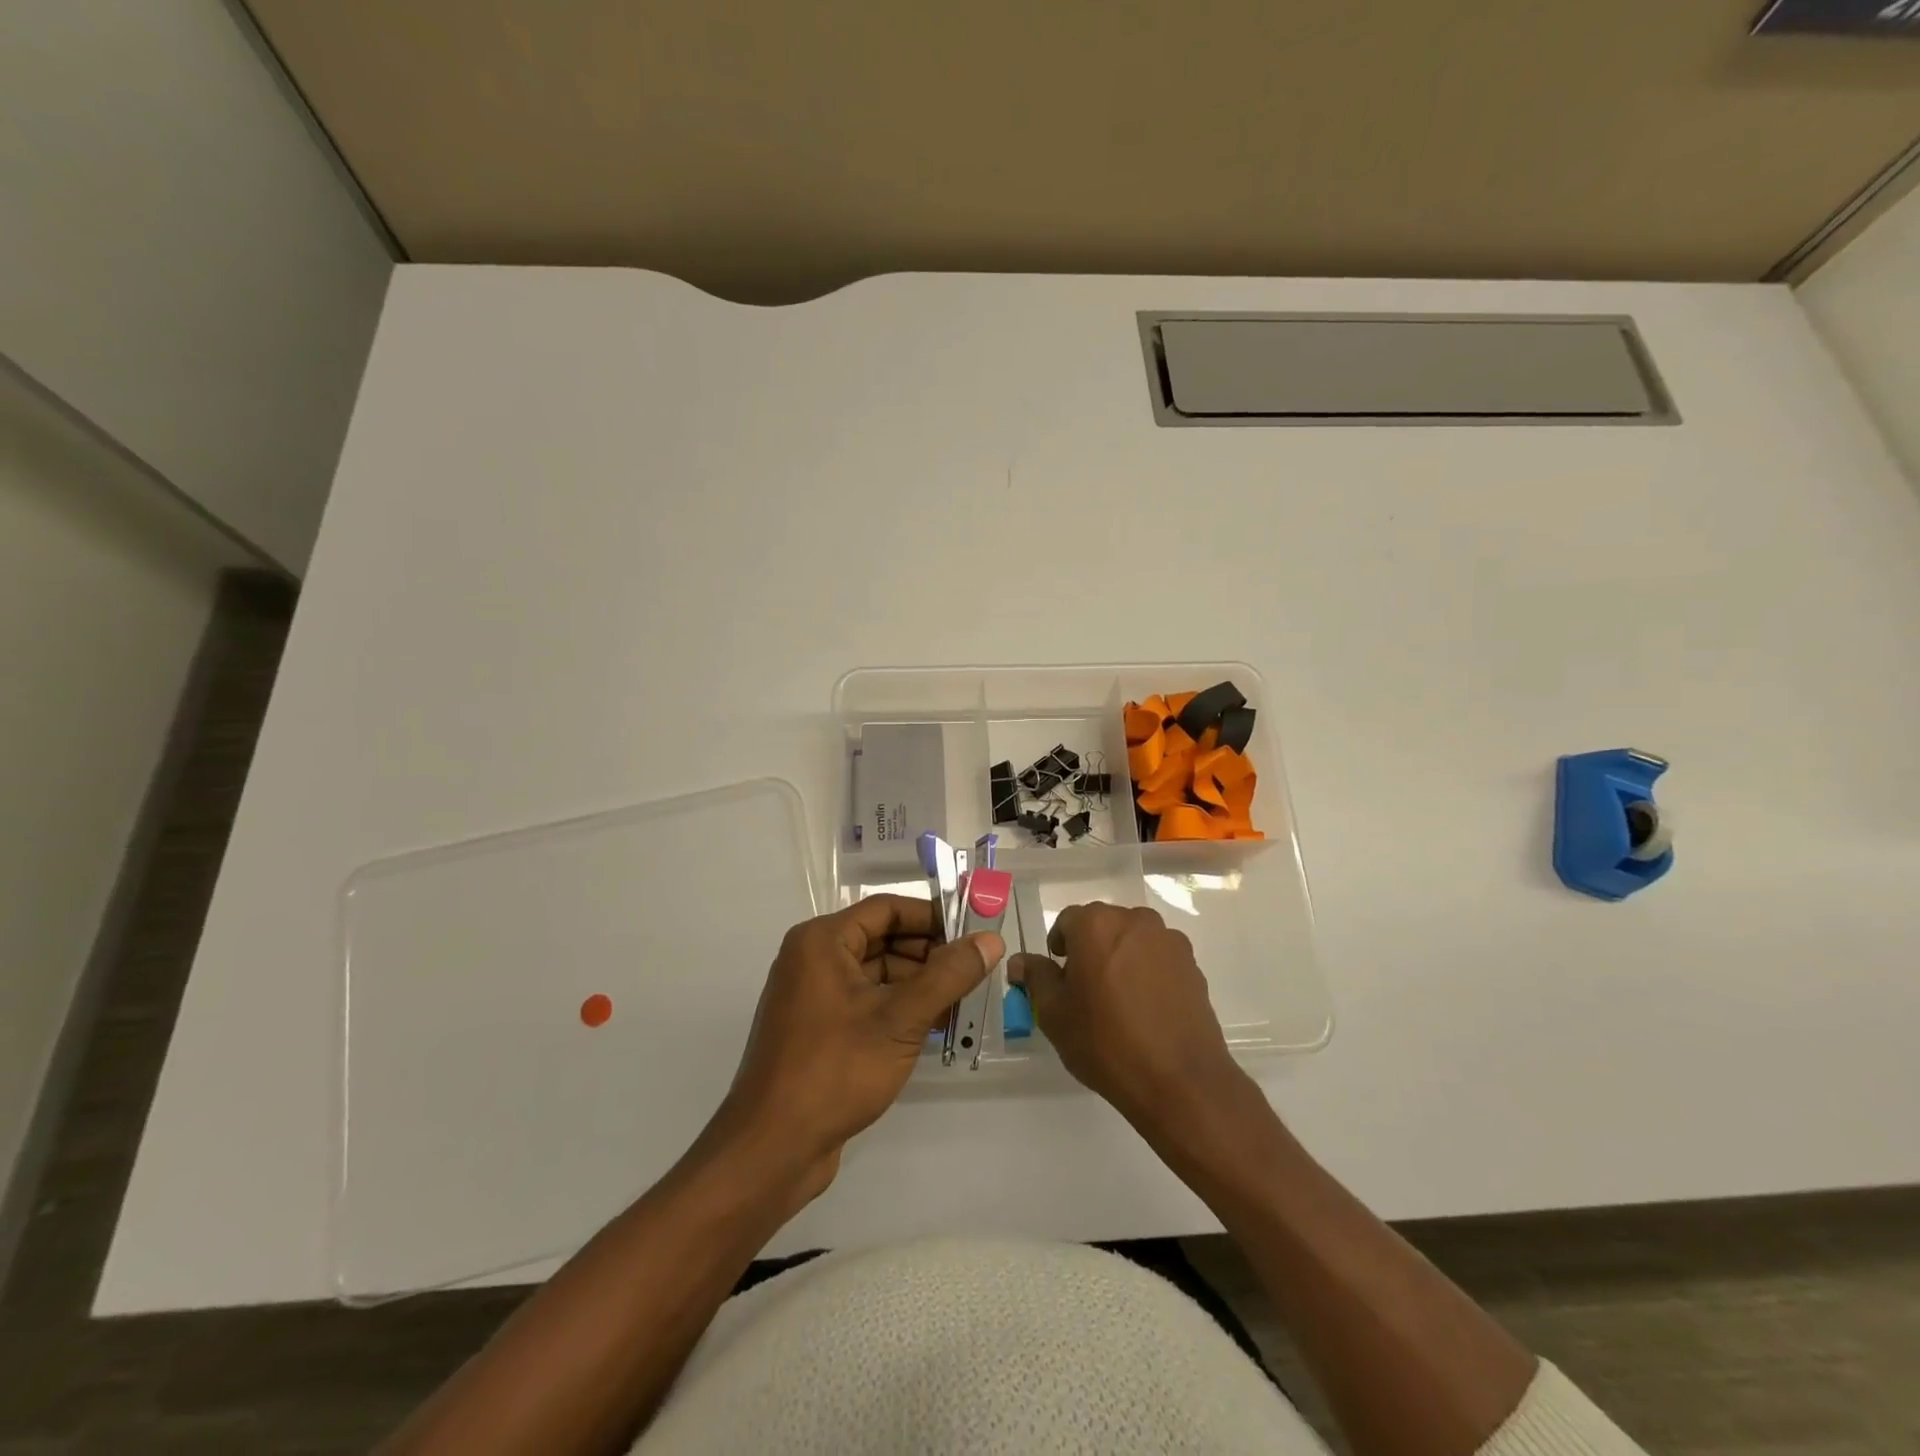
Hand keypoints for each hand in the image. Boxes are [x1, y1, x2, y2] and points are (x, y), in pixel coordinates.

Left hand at [711, 895, 1002, 1201]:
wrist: (771, 1149)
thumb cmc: (835, 1070)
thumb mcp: (900, 1019)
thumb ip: (949, 976)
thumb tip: (991, 940)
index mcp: (822, 941)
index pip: (887, 909)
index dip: (932, 916)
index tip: (974, 932)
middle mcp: (813, 959)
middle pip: (883, 939)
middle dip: (930, 954)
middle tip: (976, 971)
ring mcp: (813, 996)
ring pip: (877, 974)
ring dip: (919, 985)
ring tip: (964, 1002)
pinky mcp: (818, 1030)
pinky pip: (867, 1003)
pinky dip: (900, 1009)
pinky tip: (937, 1027)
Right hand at [1008, 903, 1241, 1126]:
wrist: (1180, 1081)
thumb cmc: (1106, 1042)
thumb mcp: (1054, 1014)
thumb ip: (1036, 977)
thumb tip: (1020, 961)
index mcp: (1096, 925)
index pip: (1067, 921)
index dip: (1059, 947)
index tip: (1059, 977)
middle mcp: (1135, 921)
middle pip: (1103, 926)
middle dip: (1091, 949)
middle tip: (1085, 990)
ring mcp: (1169, 941)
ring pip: (1133, 940)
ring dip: (1121, 958)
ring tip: (1118, 1001)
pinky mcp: (1193, 965)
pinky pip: (1159, 958)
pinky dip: (1148, 973)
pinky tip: (1146, 1009)